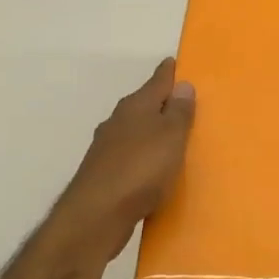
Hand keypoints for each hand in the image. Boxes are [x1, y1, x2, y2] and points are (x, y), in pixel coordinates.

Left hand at [54, 58, 196, 260]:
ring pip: (134, 131)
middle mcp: (118, 121)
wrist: (96, 216)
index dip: (168, 72)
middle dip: (160, 102)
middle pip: (144, 104)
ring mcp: (106, 148)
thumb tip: (182, 84)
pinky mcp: (103, 174)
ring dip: (150, 131)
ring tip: (171, 138)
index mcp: (136, 106)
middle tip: (182, 102)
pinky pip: (130, 156)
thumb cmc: (141, 169)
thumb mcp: (171, 137)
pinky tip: (151, 169)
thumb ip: (178, 112)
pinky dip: (142, 156)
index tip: (175, 62)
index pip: (157, 81)